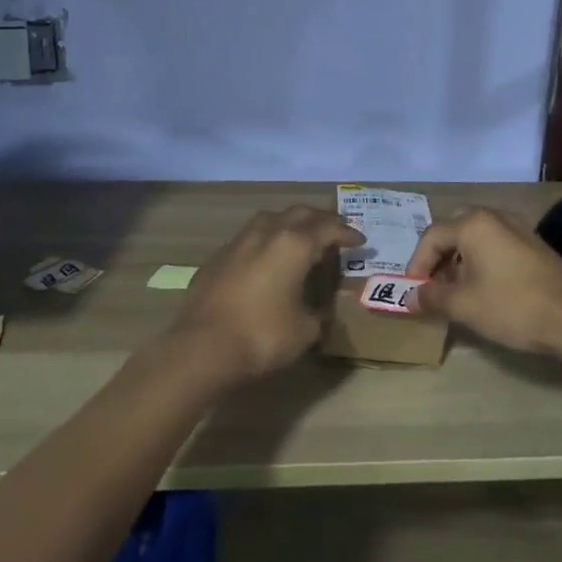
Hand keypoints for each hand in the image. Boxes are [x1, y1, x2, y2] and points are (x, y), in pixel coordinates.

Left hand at [169, 207, 363, 381]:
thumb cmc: (261, 336)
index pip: (328, 228)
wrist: (201, 348)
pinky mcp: (217, 257)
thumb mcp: (305, 331)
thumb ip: (318, 313)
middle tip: (334, 234)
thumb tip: (320, 309)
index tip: (360, 241)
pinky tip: (266, 260)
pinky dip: (265, 241)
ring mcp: (238, 241)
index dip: (347, 233)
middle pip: (300, 213)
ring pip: (271, 218)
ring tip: (300, 239)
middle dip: (321, 220)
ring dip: (290, 224)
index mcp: (294, 244)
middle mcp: (267, 232)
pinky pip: (249, 238)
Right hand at [402, 207, 561, 354]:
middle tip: (432, 285)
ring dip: (460, 262)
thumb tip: (411, 296)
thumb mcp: (464, 305)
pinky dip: (482, 263)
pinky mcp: (535, 246)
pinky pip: (497, 246)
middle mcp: (495, 217)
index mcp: (474, 224)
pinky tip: (485, 290)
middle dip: (438, 258)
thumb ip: (432, 296)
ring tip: (456, 292)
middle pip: (454, 231)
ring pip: (477, 239)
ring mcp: (518, 229)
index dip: (417, 264)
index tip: (413, 291)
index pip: (432, 237)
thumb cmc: (512, 306)